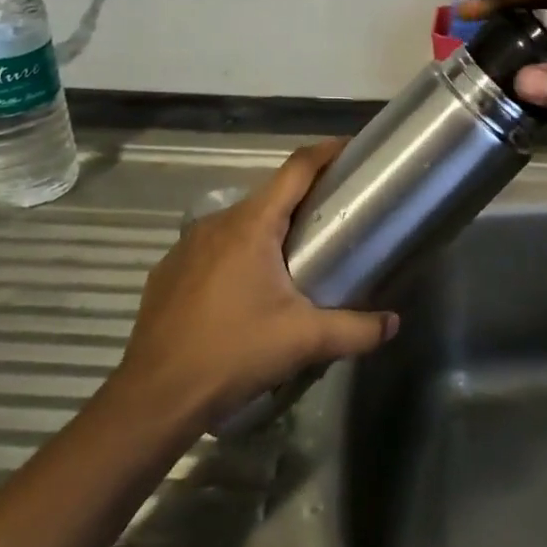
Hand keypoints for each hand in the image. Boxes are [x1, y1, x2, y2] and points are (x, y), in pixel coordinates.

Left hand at [113, 141, 398, 416]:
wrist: (154, 398)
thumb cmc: (233, 353)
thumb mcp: (303, 340)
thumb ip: (356, 329)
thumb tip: (393, 324)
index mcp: (252, 225)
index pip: (296, 169)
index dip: (326, 153)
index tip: (351, 148)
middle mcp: (216, 224)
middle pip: (269, 196)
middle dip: (302, 200)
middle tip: (334, 218)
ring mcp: (186, 247)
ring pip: (239, 224)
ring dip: (268, 231)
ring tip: (294, 259)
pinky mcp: (168, 273)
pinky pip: (212, 250)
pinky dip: (237, 255)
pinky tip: (246, 292)